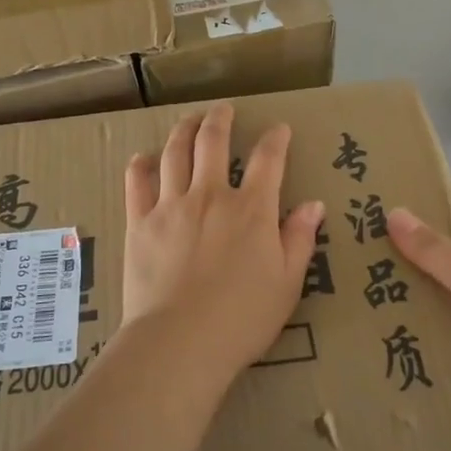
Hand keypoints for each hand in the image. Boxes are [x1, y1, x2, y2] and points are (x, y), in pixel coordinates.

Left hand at [121, 102, 326, 382]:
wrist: (180, 341)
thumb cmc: (242, 319)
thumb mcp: (287, 283)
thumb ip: (299, 239)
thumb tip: (313, 204)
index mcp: (251, 209)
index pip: (267, 160)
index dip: (275, 139)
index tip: (279, 128)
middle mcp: (211, 196)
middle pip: (213, 143)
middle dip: (220, 120)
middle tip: (223, 109)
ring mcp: (171, 206)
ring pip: (175, 153)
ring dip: (183, 130)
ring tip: (189, 120)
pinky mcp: (140, 223)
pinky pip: (137, 183)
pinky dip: (141, 165)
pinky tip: (143, 158)